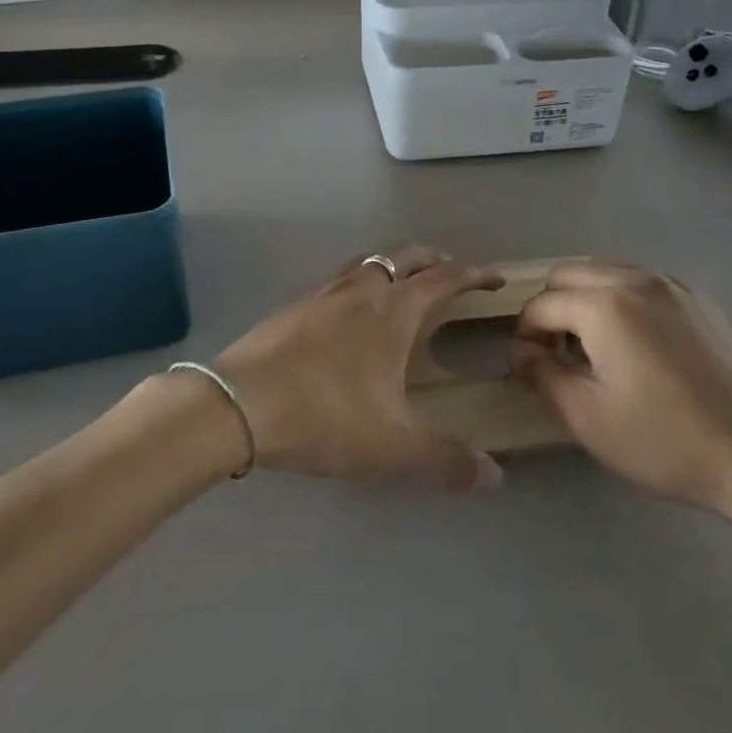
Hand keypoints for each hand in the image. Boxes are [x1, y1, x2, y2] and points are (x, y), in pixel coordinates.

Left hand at [212, 245, 506, 491]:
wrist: (236, 404)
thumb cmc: (323, 416)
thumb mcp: (391, 447)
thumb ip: (445, 461)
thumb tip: (495, 476)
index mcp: (394, 310)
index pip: (445, 279)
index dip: (475, 274)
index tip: (495, 278)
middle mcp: (362, 288)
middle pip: (408, 256)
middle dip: (436, 260)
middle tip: (452, 275)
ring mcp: (323, 291)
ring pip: (370, 260)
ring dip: (396, 265)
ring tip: (404, 288)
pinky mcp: (294, 304)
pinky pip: (340, 278)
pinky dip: (360, 281)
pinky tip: (351, 313)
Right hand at [510, 261, 731, 522]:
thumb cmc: (663, 441)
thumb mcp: (586, 417)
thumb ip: (541, 374)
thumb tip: (522, 351)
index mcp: (604, 305)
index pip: (541, 305)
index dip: (524, 335)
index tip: (528, 368)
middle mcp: (635, 280)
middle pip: (569, 274)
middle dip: (551, 308)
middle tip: (557, 354)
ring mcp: (672, 285)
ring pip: (606, 271)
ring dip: (585, 299)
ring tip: (594, 348)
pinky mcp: (698, 300)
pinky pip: (642, 282)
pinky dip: (621, 299)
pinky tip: (635, 345)